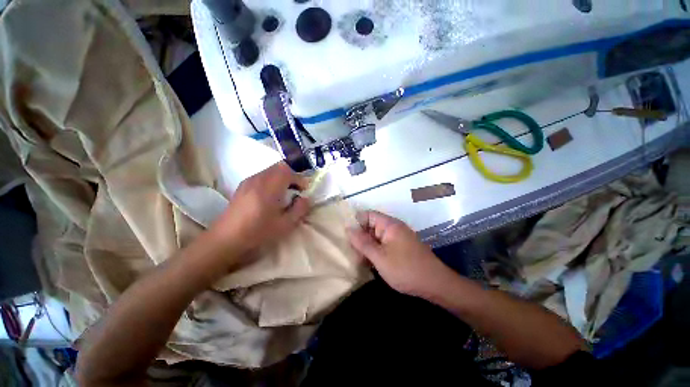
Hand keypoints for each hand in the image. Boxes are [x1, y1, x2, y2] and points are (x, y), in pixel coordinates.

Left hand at [210, 162, 310, 255]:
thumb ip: (299, 209)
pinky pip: (262, 175)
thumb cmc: (258, 232)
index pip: (288, 172)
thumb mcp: (285, 225)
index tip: (304, 190)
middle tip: (296, 190)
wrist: (226, 238)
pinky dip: (272, 179)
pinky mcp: (243, 185)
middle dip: (292, 175)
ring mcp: (249, 180)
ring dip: (282, 177)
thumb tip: (306, 198)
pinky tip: (270, 195)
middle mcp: (259, 179)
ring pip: (271, 169)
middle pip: (280, 167)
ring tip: (284, 192)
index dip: (300, 179)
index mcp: (269, 187)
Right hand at [347, 211, 451, 297]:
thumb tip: (348, 228)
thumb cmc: (406, 269)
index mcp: (389, 224)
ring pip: (376, 236)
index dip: (355, 223)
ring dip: (367, 246)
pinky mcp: (400, 247)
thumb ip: (362, 242)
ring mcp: (398, 237)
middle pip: (371, 226)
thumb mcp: (380, 257)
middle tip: (351, 252)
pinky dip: (376, 251)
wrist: (436, 284)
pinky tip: (370, 263)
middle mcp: (393, 227)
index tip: (345, 236)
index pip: (367, 215)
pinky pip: (383, 244)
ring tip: (359, 260)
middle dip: (360, 237)